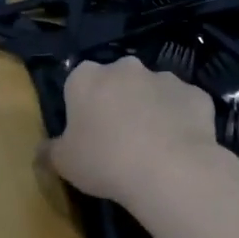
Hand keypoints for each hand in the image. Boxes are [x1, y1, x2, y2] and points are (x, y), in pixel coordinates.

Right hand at [45, 56, 220, 203]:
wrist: (169, 169)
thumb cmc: (105, 161)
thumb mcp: (64, 163)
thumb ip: (51, 152)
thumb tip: (42, 151)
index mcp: (86, 78)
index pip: (78, 82)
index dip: (83, 106)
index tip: (87, 132)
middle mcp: (125, 68)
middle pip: (118, 81)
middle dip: (119, 101)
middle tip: (119, 139)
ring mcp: (165, 78)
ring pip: (153, 91)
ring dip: (151, 109)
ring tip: (153, 147)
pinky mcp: (196, 94)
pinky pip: (184, 106)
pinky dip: (181, 121)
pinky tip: (180, 148)